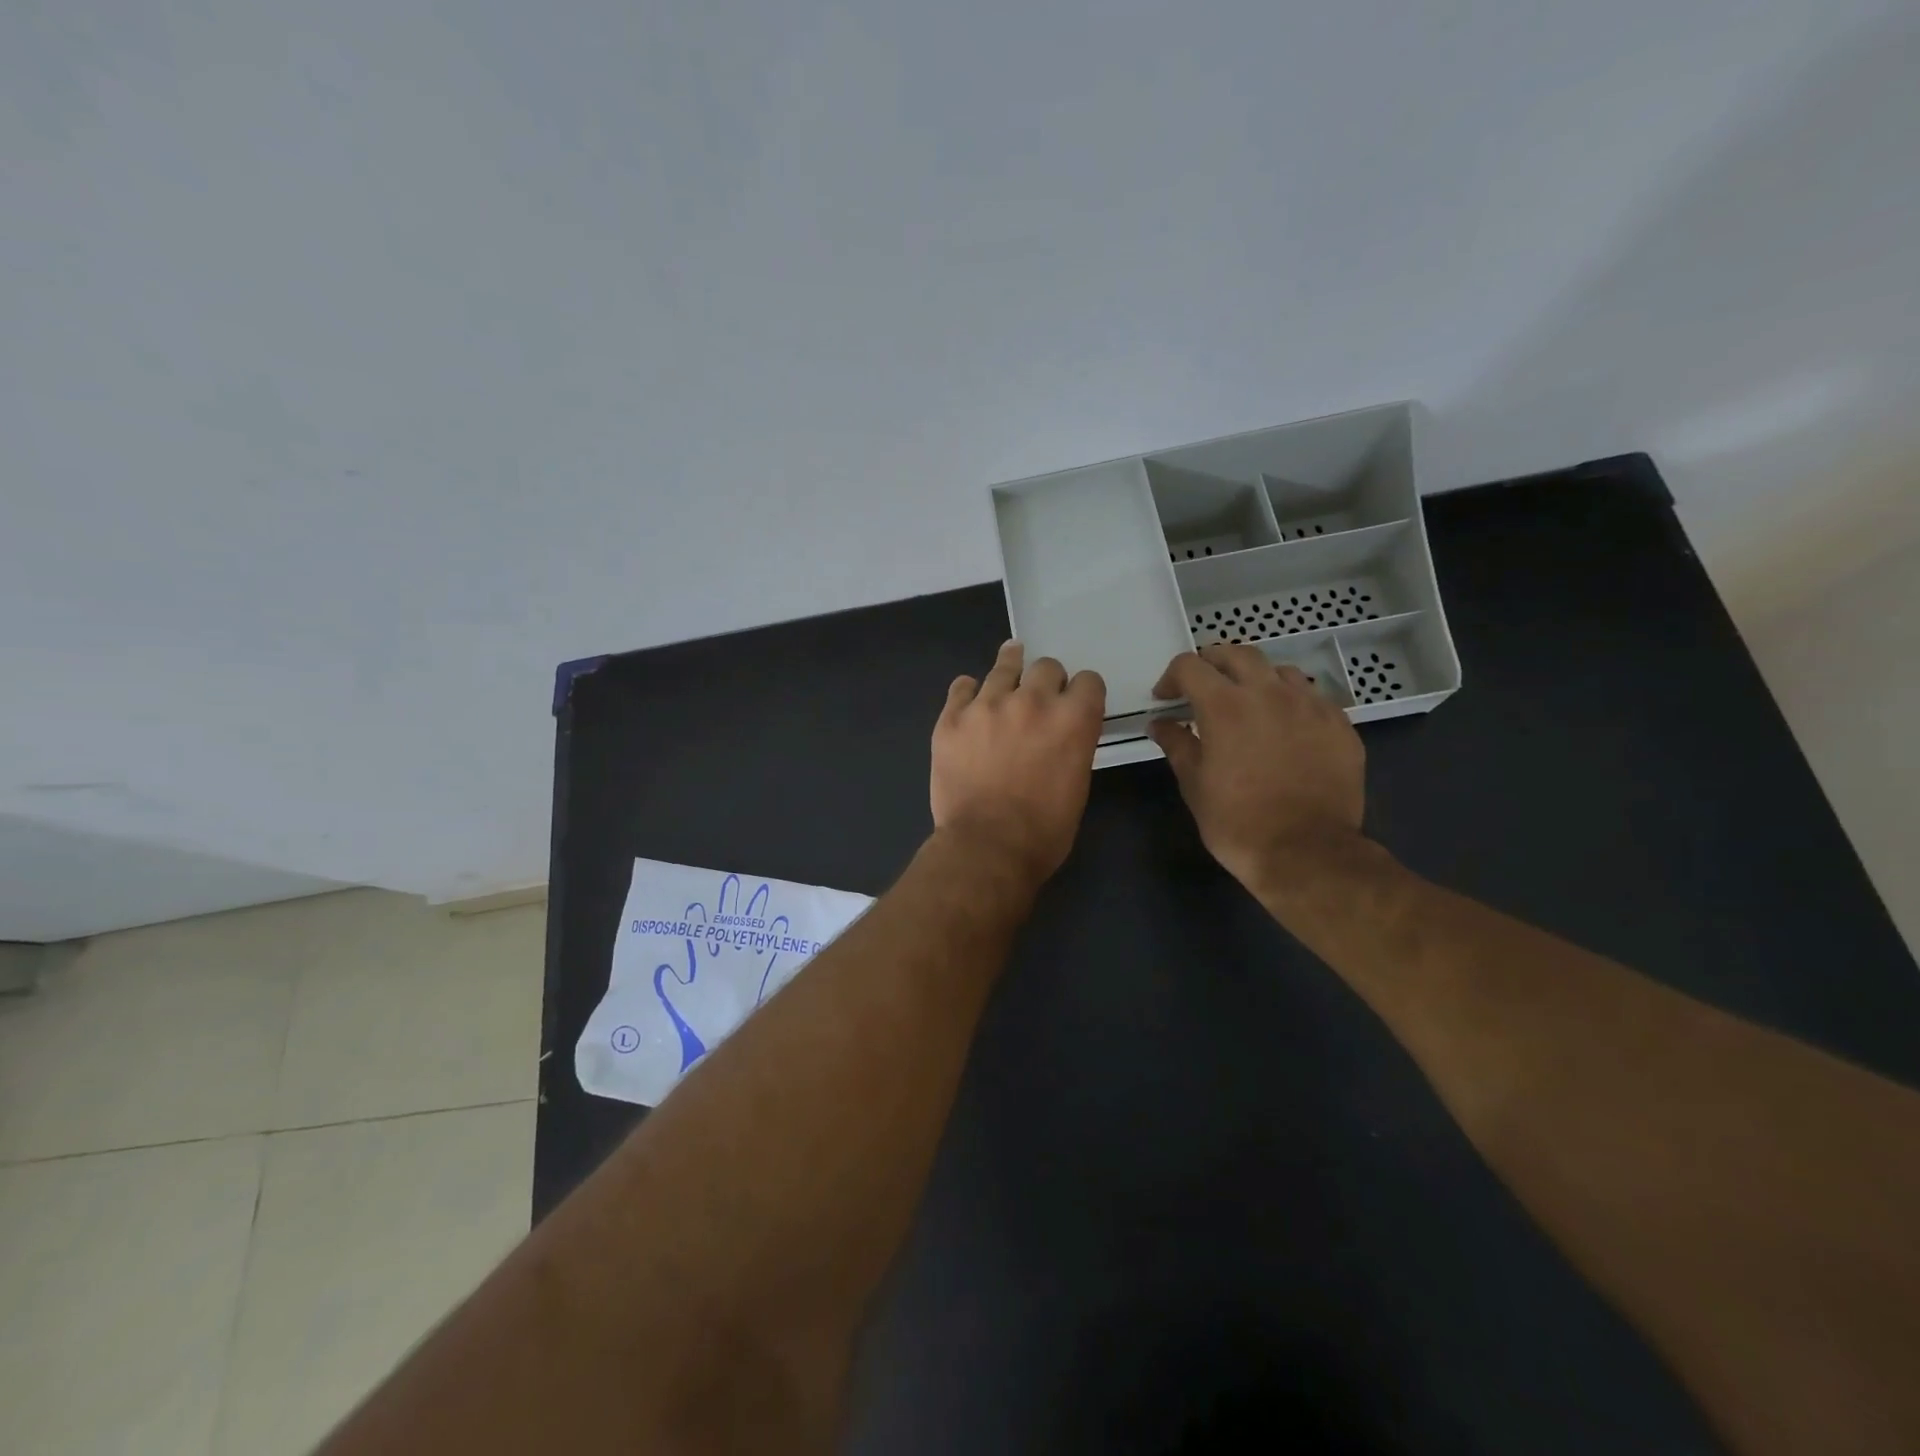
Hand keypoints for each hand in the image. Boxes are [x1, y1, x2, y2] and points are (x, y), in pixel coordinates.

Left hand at [932, 641, 1105, 884]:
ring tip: (1008, 672)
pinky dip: (969, 693)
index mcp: (1073, 719)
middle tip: (1039, 701)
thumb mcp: (1077, 785)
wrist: (987, 848)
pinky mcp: (951, 718)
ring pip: (1004, 666)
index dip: (1082, 693)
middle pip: (1047, 666)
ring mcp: (987, 705)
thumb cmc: (1043, 831)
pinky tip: (970, 703)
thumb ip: (1073, 746)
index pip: (1088, 681)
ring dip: (1010, 670)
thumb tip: (1061, 735)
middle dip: (1047, 681)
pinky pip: (962, 686)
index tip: (1074, 702)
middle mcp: (1033, 701)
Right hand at [1146, 646, 1365, 891]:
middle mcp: (1270, 693)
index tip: (1166, 699)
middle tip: (1203, 687)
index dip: (1172, 677)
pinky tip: (1286, 729)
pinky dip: (1291, 703)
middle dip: (1213, 663)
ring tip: (1248, 705)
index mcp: (1225, 705)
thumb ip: (1176, 744)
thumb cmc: (1237, 822)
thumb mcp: (1194, 784)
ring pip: (1280, 671)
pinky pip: (1312, 698)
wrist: (1307, 853)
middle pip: (1238, 654)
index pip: (1191, 666)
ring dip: (1256, 680)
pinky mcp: (1340, 725)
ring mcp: (1311, 706)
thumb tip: (1160, 723)